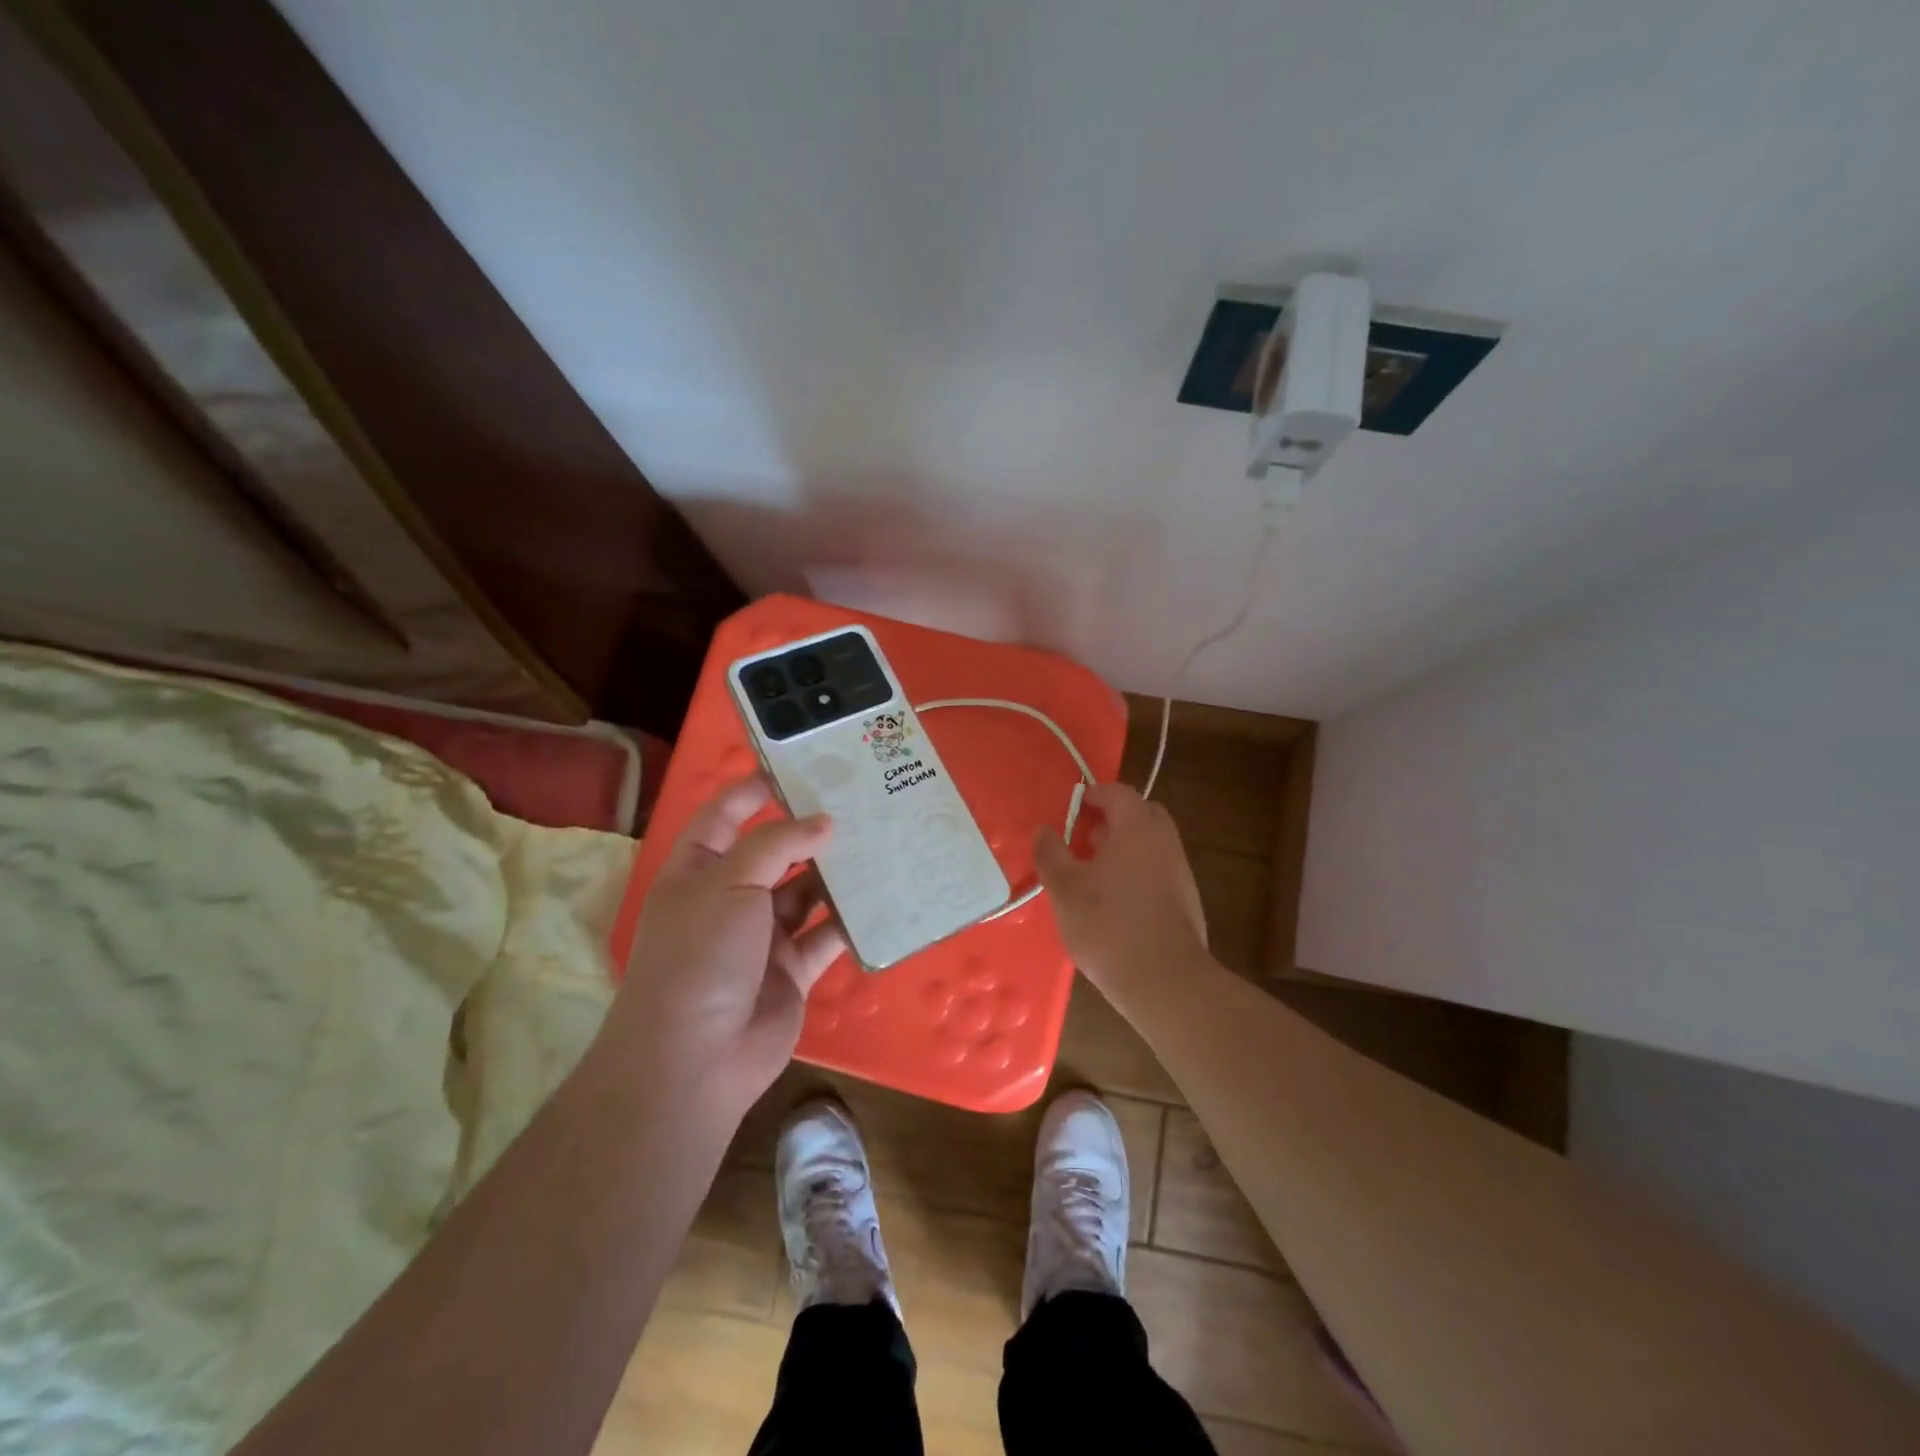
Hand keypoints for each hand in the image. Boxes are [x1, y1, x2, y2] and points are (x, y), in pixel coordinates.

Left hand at [603, 776, 846, 1117]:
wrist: (696, 1058)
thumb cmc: (700, 954)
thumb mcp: (729, 884)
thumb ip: (777, 845)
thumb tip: (823, 822)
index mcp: (698, 871)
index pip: (724, 816)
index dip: (754, 790)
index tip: (799, 768)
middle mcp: (729, 899)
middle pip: (773, 853)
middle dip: (809, 830)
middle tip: (857, 801)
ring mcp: (762, 936)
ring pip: (805, 892)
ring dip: (835, 873)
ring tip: (879, 840)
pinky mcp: (793, 969)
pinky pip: (827, 935)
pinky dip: (850, 919)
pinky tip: (882, 896)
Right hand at [1033, 783, 1206, 992]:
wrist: (1165, 981)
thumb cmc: (1108, 925)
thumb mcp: (1064, 889)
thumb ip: (1051, 854)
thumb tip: (1043, 830)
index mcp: (1136, 827)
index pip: (1118, 793)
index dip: (1094, 795)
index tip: (1073, 808)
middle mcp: (1164, 840)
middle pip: (1141, 814)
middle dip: (1114, 819)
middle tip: (1086, 839)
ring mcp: (1180, 871)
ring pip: (1152, 844)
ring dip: (1126, 848)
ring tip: (1095, 874)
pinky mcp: (1187, 900)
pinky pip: (1160, 870)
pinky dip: (1139, 872)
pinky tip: (1118, 903)